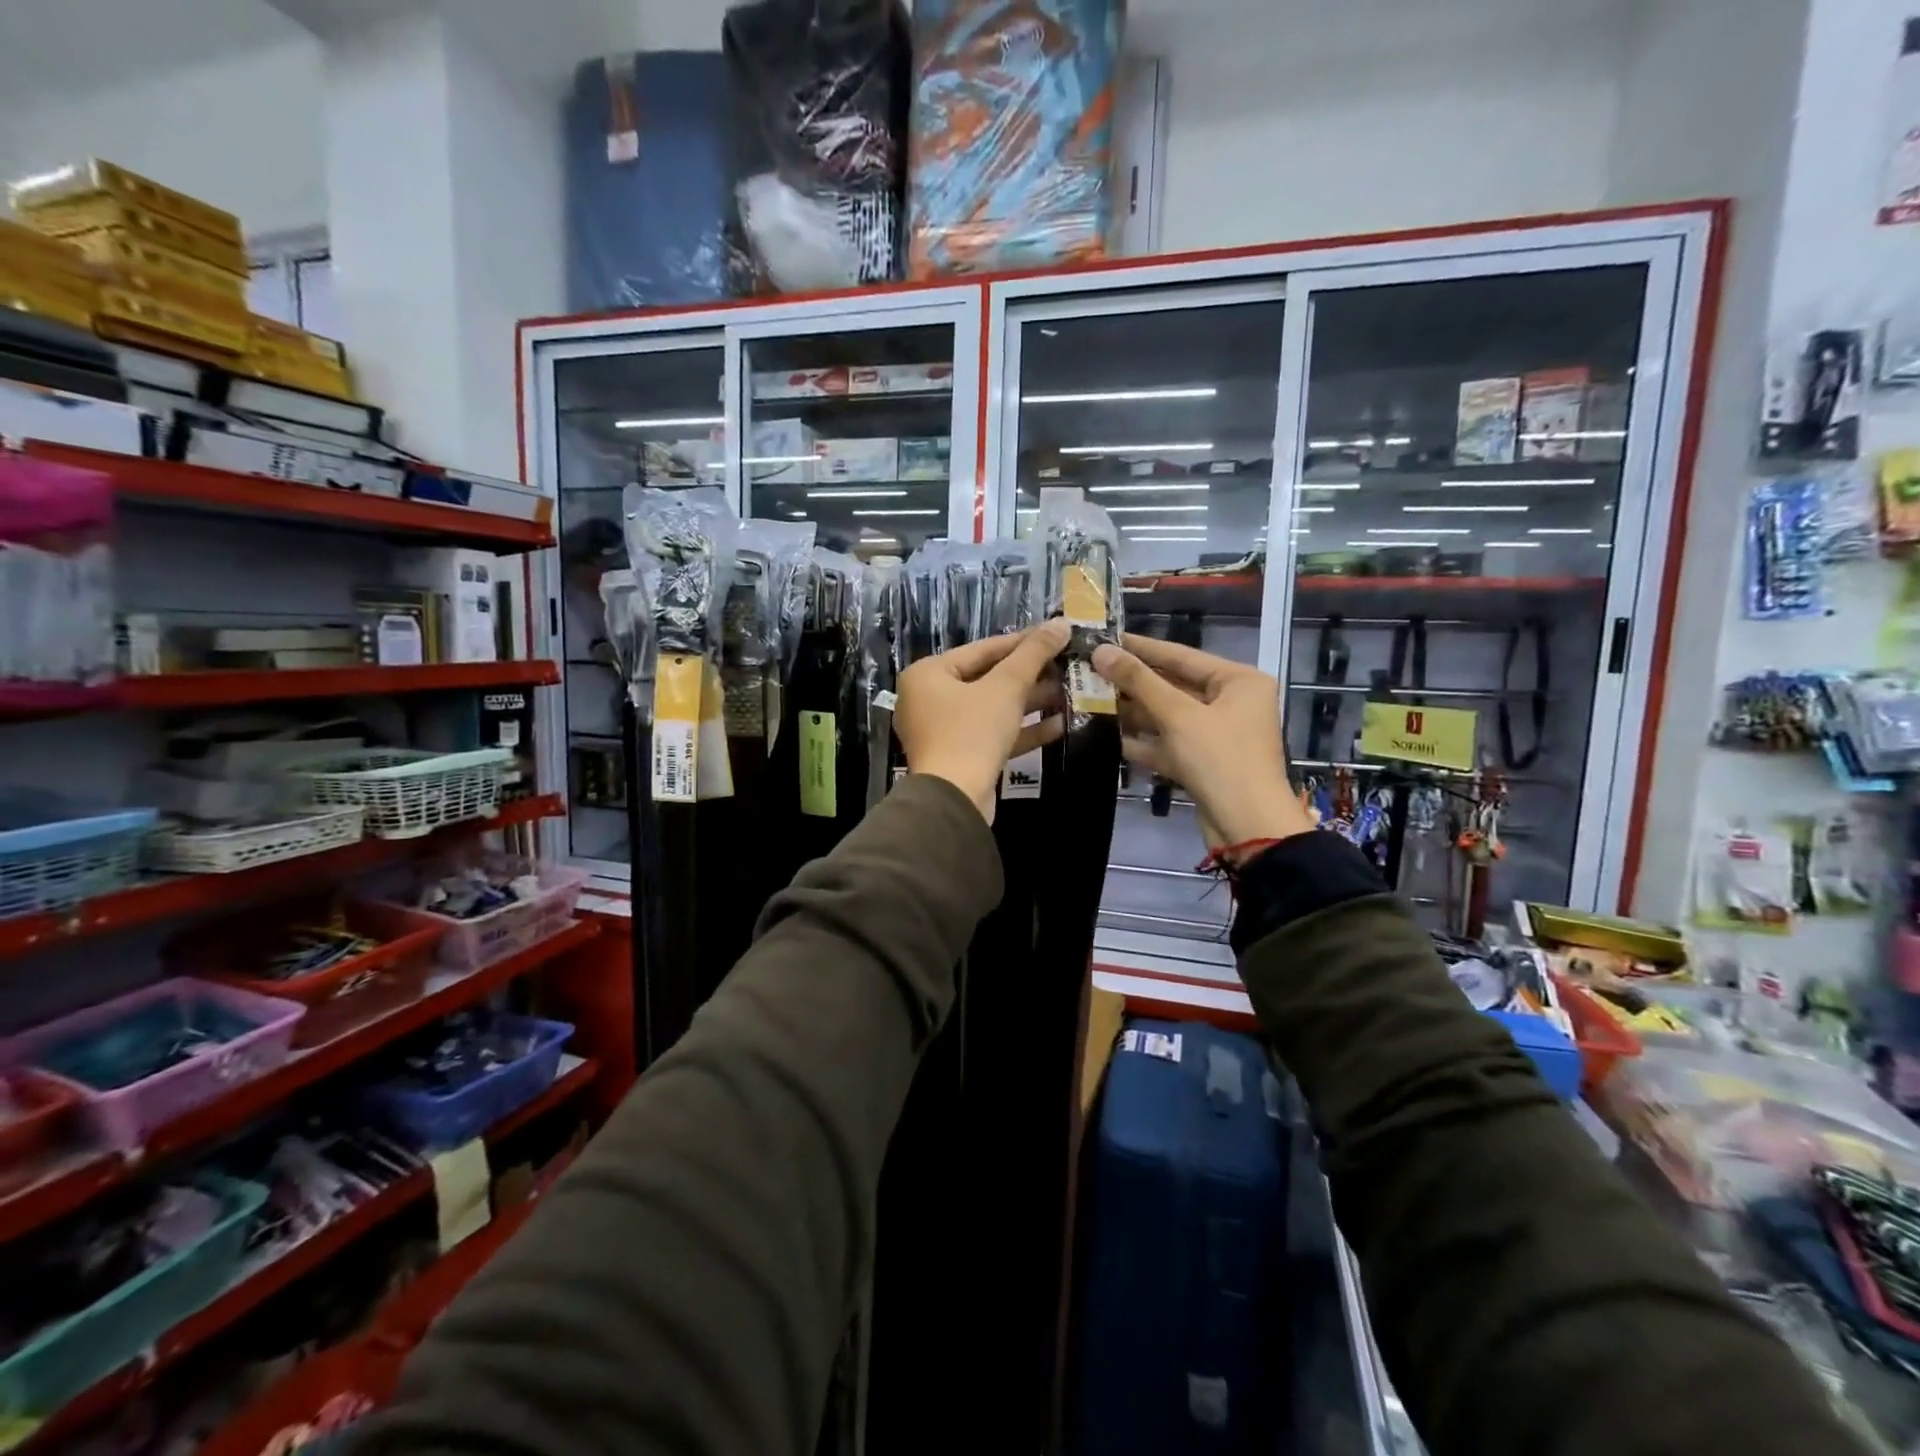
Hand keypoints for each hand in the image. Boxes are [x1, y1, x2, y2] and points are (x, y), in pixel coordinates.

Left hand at [895, 619, 1069, 823]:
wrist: (955, 800)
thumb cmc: (972, 732)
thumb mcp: (1006, 687)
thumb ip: (1033, 654)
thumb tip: (1060, 623)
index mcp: (928, 674)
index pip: (982, 649)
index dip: (1022, 642)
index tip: (1055, 636)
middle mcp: (929, 699)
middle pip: (987, 679)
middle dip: (1029, 675)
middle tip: (1065, 666)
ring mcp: (943, 731)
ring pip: (993, 709)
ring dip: (1030, 702)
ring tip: (1068, 693)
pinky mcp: (960, 757)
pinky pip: (993, 735)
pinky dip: (1022, 730)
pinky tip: (1059, 725)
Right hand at [1091, 634, 1313, 851]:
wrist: (1247, 826)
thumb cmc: (1220, 759)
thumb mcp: (1178, 715)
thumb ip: (1139, 681)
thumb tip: (1100, 651)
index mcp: (1238, 681)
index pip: (1182, 655)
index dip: (1141, 647)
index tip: (1105, 637)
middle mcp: (1231, 702)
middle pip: (1173, 685)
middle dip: (1133, 682)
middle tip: (1090, 669)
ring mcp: (1216, 735)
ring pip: (1168, 716)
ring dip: (1132, 711)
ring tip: (1090, 697)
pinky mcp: (1202, 762)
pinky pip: (1168, 743)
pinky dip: (1142, 740)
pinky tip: (1107, 734)